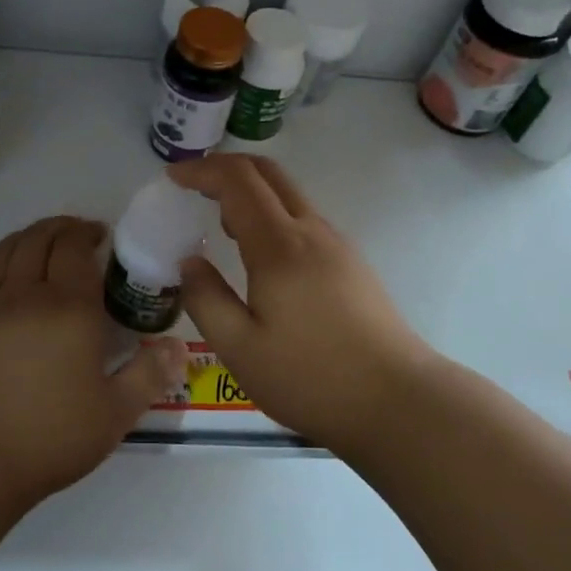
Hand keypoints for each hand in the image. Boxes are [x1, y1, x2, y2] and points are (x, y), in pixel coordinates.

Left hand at [0, 216, 187, 504]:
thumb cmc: (49, 437)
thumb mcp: (114, 414)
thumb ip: (149, 375)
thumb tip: (178, 347)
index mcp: (70, 307)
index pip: (75, 246)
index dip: (88, 233)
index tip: (103, 238)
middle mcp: (28, 292)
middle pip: (43, 237)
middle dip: (64, 228)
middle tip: (80, 237)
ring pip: (11, 246)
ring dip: (34, 235)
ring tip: (48, 243)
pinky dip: (5, 255)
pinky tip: (12, 271)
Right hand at [167, 154, 437, 451]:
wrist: (398, 401)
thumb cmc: (312, 377)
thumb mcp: (241, 350)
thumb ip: (206, 300)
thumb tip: (189, 262)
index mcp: (279, 245)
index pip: (237, 180)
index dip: (202, 170)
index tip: (172, 178)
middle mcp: (310, 231)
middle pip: (267, 173)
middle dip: (226, 168)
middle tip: (193, 188)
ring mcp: (336, 244)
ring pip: (288, 195)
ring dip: (250, 193)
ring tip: (220, 225)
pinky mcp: (351, 263)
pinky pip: (303, 219)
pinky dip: (272, 215)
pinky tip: (259, 256)